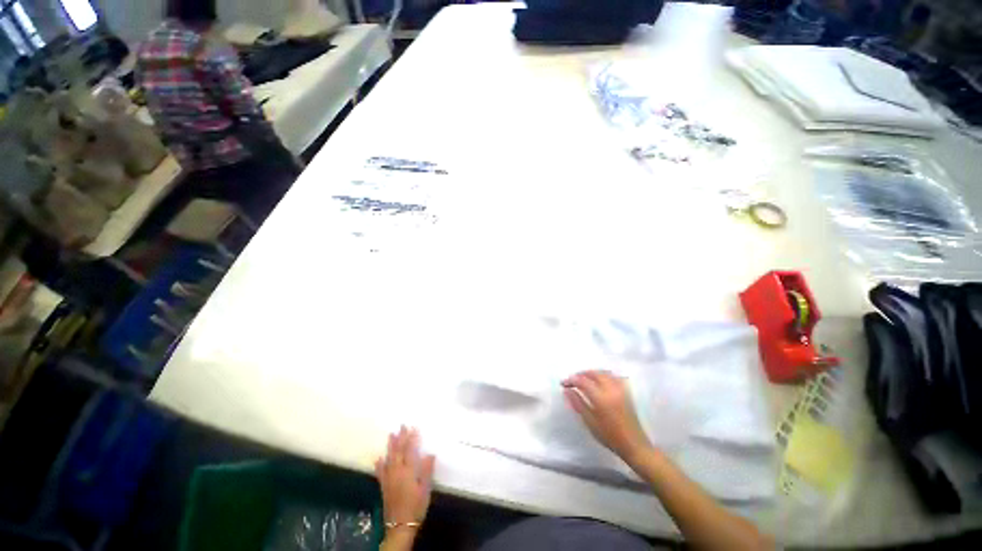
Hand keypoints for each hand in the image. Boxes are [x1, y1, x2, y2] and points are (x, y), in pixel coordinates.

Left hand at [375, 427, 435, 532]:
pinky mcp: (384, 486)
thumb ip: (426, 470)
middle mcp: (397, 472)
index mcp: (408, 471)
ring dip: (390, 446)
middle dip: (401, 438)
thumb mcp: (425, 489)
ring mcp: (389, 479)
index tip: (414, 427)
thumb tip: (430, 453)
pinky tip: (378, 458)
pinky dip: (379, 464)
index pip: (410, 450)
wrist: (400, 525)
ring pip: (389, 458)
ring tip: (391, 434)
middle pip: (398, 451)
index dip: (412, 438)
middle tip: (402, 425)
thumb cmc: (416, 507)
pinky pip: (381, 472)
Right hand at [562, 370, 651, 462]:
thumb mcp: (590, 422)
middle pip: (593, 373)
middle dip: (581, 374)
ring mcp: (620, 389)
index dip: (571, 380)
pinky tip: (598, 381)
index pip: (582, 381)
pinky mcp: (626, 391)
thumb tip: (566, 390)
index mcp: (601, 398)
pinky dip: (602, 375)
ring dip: (591, 373)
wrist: (634, 445)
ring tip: (583, 380)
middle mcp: (611, 389)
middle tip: (572, 381)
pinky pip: (612, 376)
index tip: (563, 383)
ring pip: (603, 373)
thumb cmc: (609, 437)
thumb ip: (577, 403)